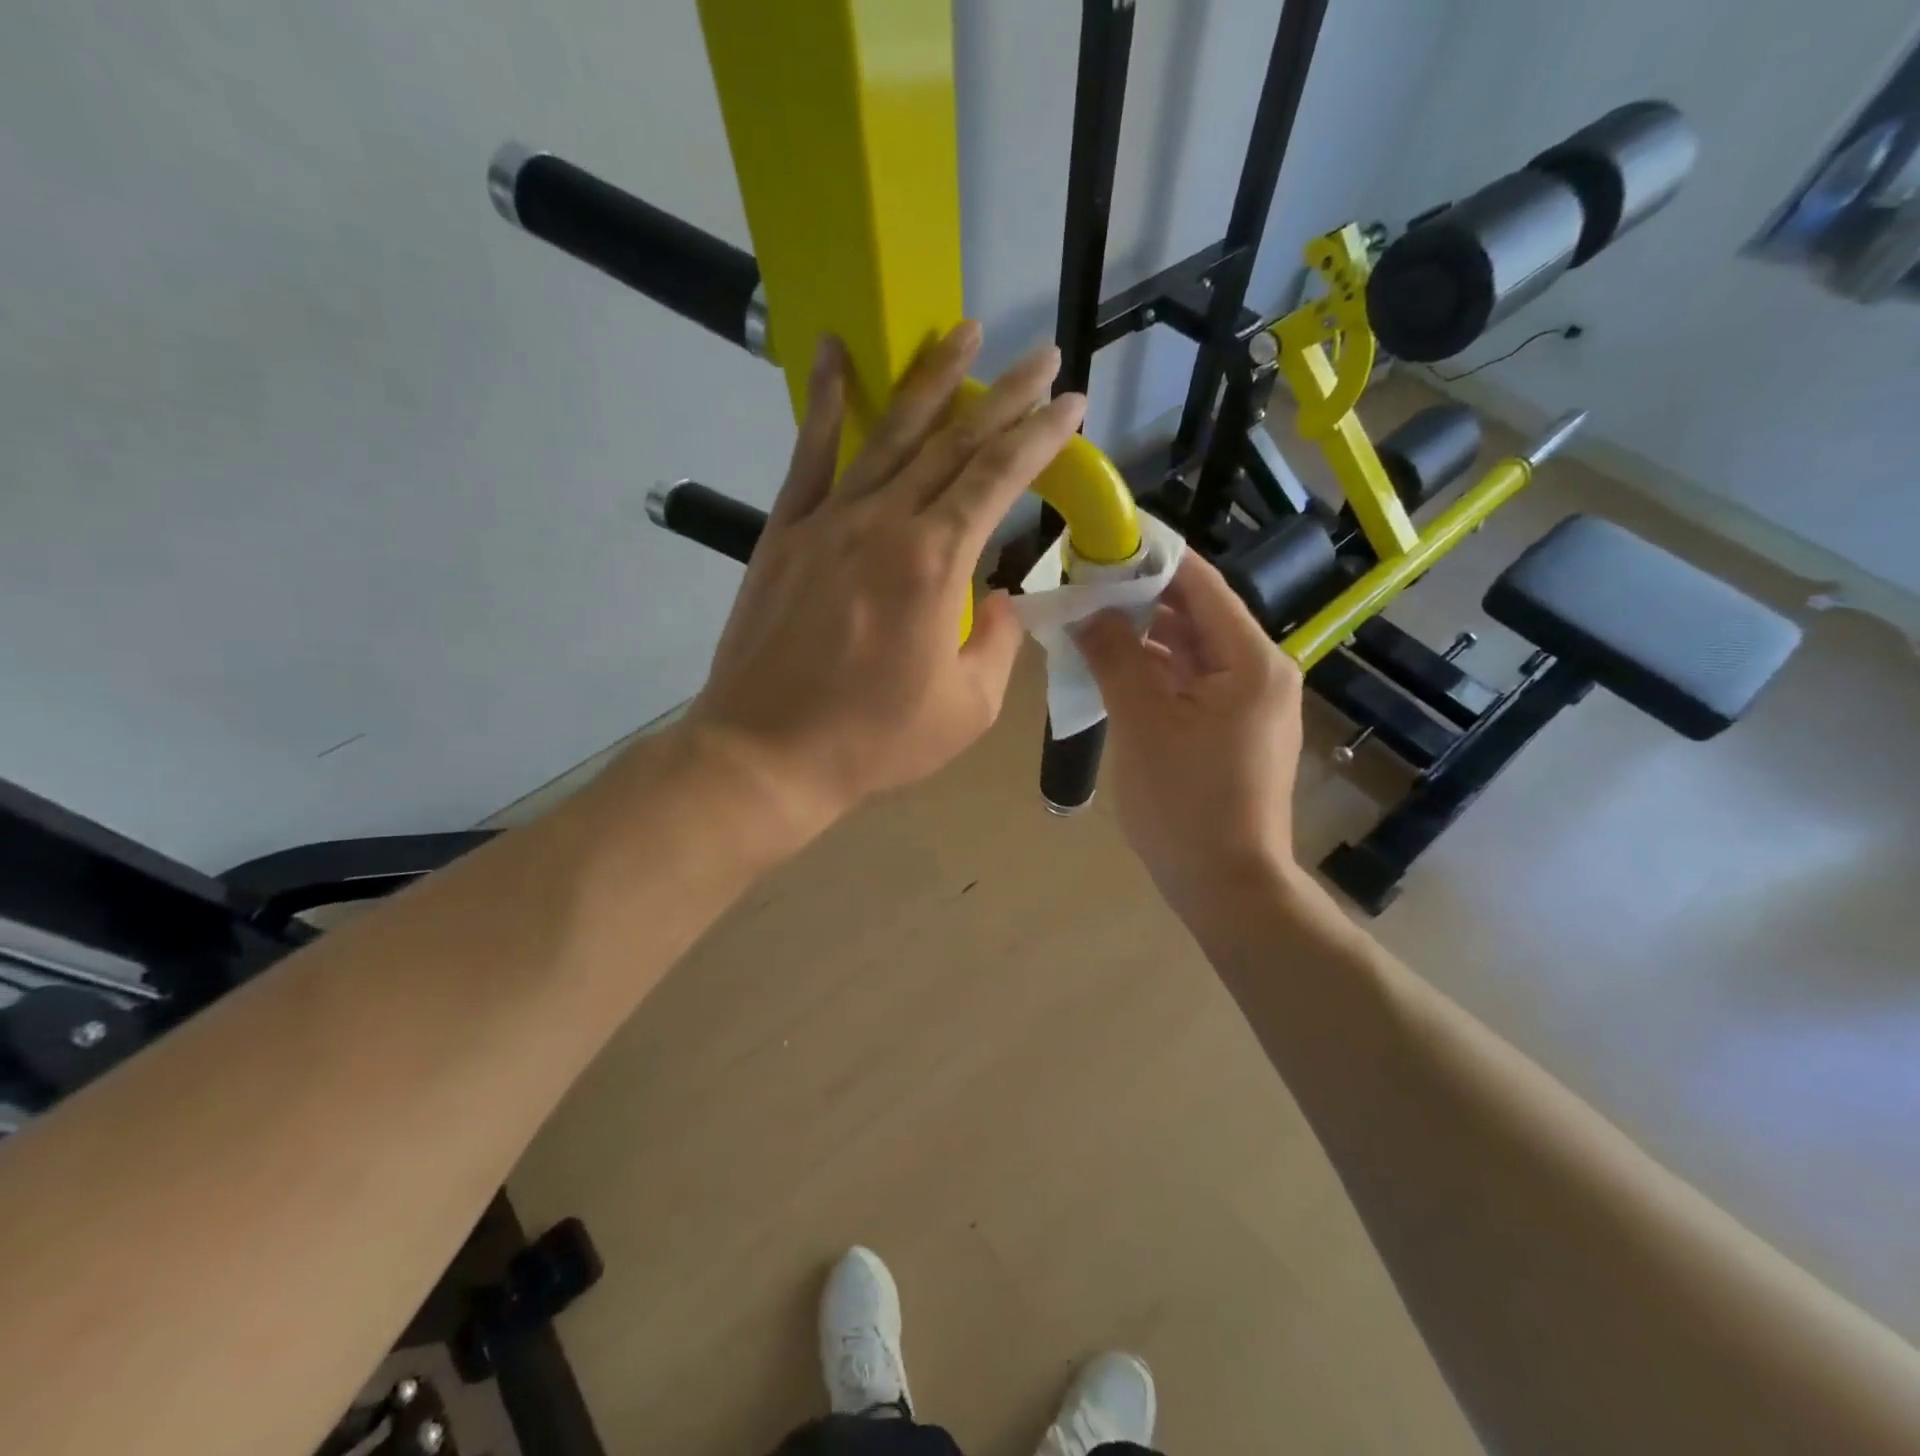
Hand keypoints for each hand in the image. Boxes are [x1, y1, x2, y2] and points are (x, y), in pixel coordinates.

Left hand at [686, 321, 1085, 835]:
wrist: (767, 754)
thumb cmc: (873, 740)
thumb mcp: (966, 708)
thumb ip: (996, 644)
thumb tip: (999, 600)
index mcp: (934, 564)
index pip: (999, 478)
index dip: (1040, 436)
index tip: (1071, 404)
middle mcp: (884, 523)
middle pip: (953, 442)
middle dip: (1005, 396)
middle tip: (1041, 357)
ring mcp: (828, 521)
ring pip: (889, 432)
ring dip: (931, 378)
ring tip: (963, 330)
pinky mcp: (784, 531)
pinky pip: (809, 453)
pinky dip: (825, 400)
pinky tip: (837, 353)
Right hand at [1074, 554, 1304, 914]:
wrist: (1227, 886)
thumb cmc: (1185, 803)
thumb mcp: (1141, 722)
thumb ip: (1115, 656)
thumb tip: (1087, 610)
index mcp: (1251, 660)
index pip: (1200, 584)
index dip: (1152, 558)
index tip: (1103, 542)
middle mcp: (1260, 671)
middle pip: (1196, 615)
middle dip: (1139, 600)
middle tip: (1082, 586)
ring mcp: (1249, 703)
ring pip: (1190, 650)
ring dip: (1143, 637)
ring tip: (1088, 623)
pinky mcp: (1234, 730)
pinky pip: (1192, 683)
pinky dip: (1155, 672)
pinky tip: (1112, 669)